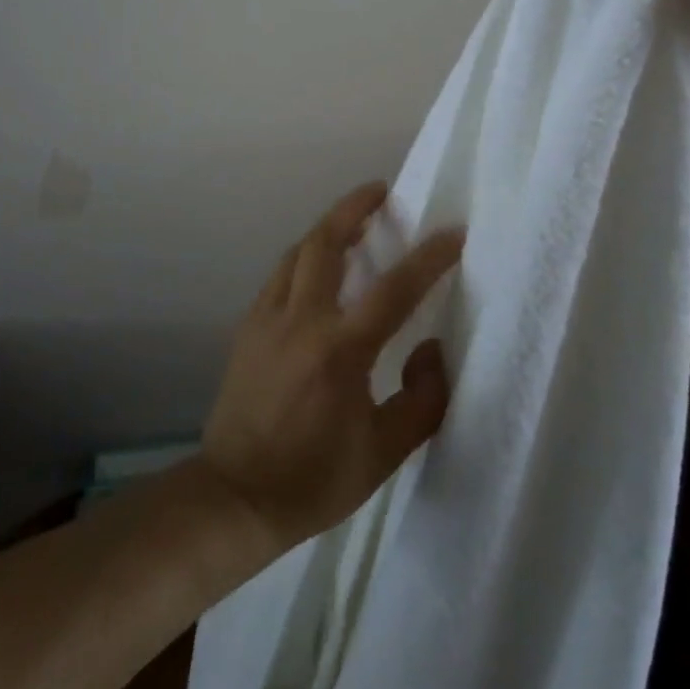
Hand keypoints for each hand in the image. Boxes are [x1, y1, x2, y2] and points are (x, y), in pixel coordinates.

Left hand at [199, 182, 462, 549]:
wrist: (235, 497)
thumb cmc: (313, 480)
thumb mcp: (383, 454)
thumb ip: (421, 400)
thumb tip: (433, 350)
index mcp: (340, 350)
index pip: (394, 289)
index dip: (429, 257)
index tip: (453, 232)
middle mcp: (302, 320)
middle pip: (326, 241)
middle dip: (355, 208)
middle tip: (380, 191)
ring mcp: (268, 318)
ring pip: (298, 252)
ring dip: (327, 229)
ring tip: (352, 222)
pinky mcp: (248, 327)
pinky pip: (280, 276)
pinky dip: (303, 259)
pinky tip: (315, 270)